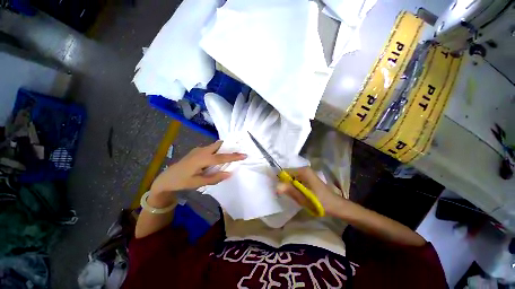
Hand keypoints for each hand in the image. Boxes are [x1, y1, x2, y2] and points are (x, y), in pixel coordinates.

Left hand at [149, 141, 245, 205]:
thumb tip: (229, 173)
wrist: (166, 178)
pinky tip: (216, 158)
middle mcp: (202, 151)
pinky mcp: (196, 151)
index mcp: (202, 159)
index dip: (234, 156)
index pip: (222, 157)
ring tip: (229, 155)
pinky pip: (210, 148)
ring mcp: (198, 150)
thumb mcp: (198, 182)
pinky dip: (217, 151)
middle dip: (229, 147)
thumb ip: (214, 178)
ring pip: (214, 146)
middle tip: (237, 151)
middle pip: (219, 145)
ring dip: (223, 149)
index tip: (244, 155)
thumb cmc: (182, 181)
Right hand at [276, 167, 343, 215]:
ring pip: (292, 177)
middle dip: (285, 183)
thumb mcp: (305, 198)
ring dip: (289, 185)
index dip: (280, 180)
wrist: (337, 206)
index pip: (285, 172)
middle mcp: (304, 169)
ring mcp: (307, 173)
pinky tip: (297, 193)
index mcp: (303, 171)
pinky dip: (294, 186)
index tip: (278, 190)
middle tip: (285, 194)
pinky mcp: (308, 177)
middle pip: (288, 174)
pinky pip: (296, 179)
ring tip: (291, 195)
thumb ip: (291, 191)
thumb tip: (276, 185)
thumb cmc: (322, 203)